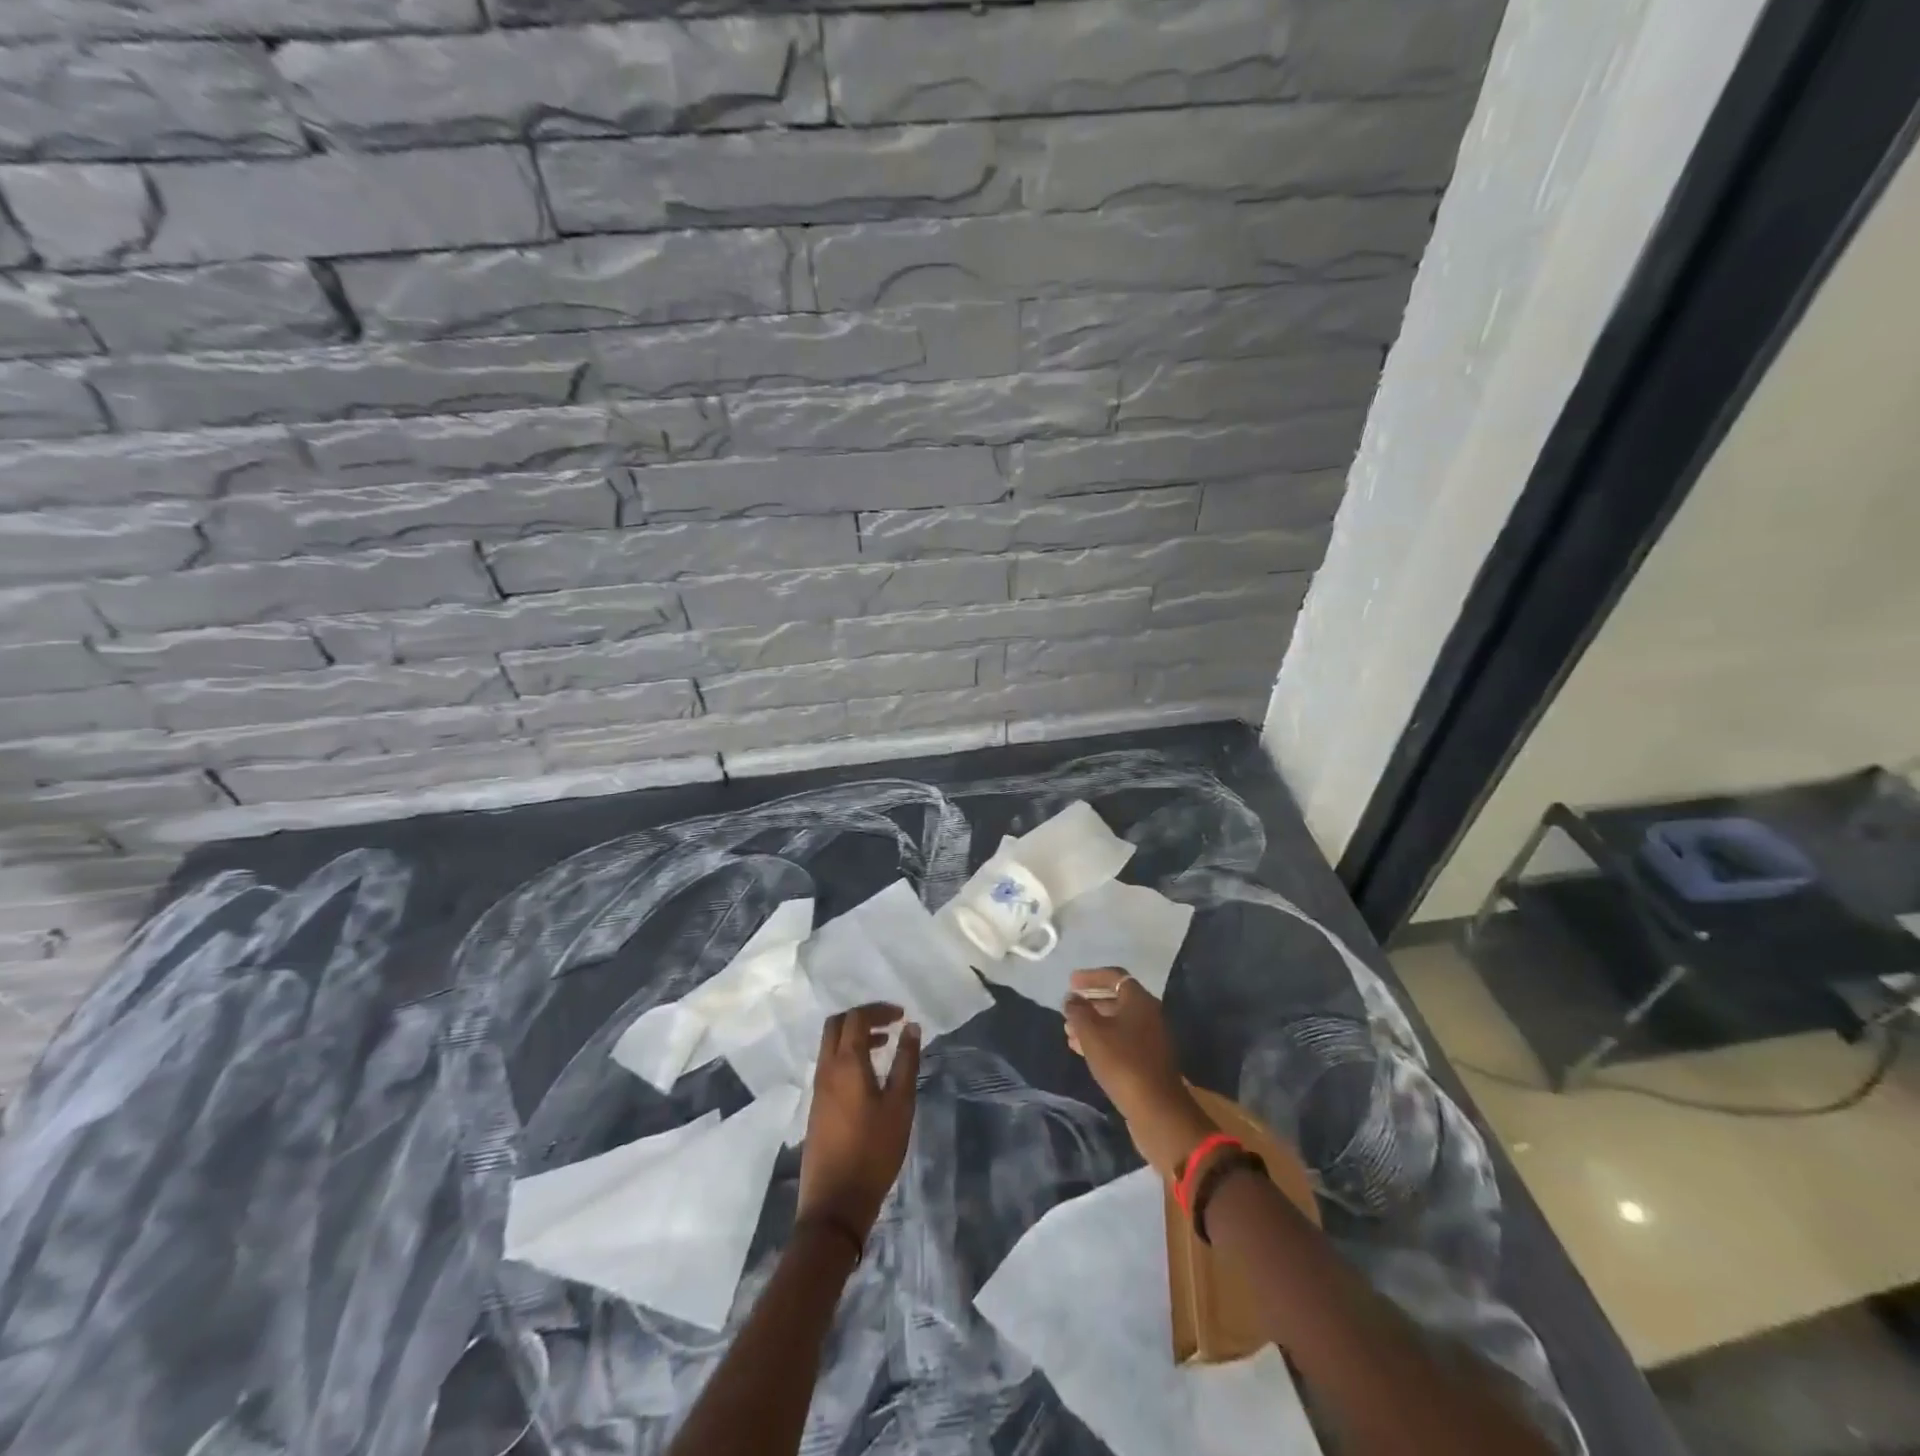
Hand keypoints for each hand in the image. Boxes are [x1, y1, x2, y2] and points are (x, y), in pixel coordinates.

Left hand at [797, 1003, 921, 1245]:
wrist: (835, 1204)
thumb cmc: (874, 1150)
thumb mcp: (900, 1105)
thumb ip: (906, 1062)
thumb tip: (911, 1027)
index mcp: (845, 1063)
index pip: (856, 1018)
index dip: (878, 1010)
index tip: (901, 1015)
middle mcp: (826, 1069)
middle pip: (837, 1025)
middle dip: (862, 1017)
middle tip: (889, 1024)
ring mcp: (818, 1089)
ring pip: (831, 1045)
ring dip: (855, 1037)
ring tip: (884, 1047)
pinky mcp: (817, 1107)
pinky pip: (830, 1065)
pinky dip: (848, 1056)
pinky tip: (869, 1077)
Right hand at [1063, 968, 1216, 1178]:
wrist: (1158, 1111)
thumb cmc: (1123, 1063)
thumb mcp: (1092, 1034)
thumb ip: (1078, 1011)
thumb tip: (1071, 998)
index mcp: (1139, 1001)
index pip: (1114, 976)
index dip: (1090, 977)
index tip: (1070, 981)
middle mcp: (1149, 1015)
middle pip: (1116, 999)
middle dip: (1090, 1002)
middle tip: (1068, 1007)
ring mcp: (1151, 1039)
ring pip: (1117, 1022)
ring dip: (1093, 1024)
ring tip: (1069, 1031)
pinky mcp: (1148, 1061)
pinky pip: (1121, 1041)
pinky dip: (1102, 1040)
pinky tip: (1082, 1050)